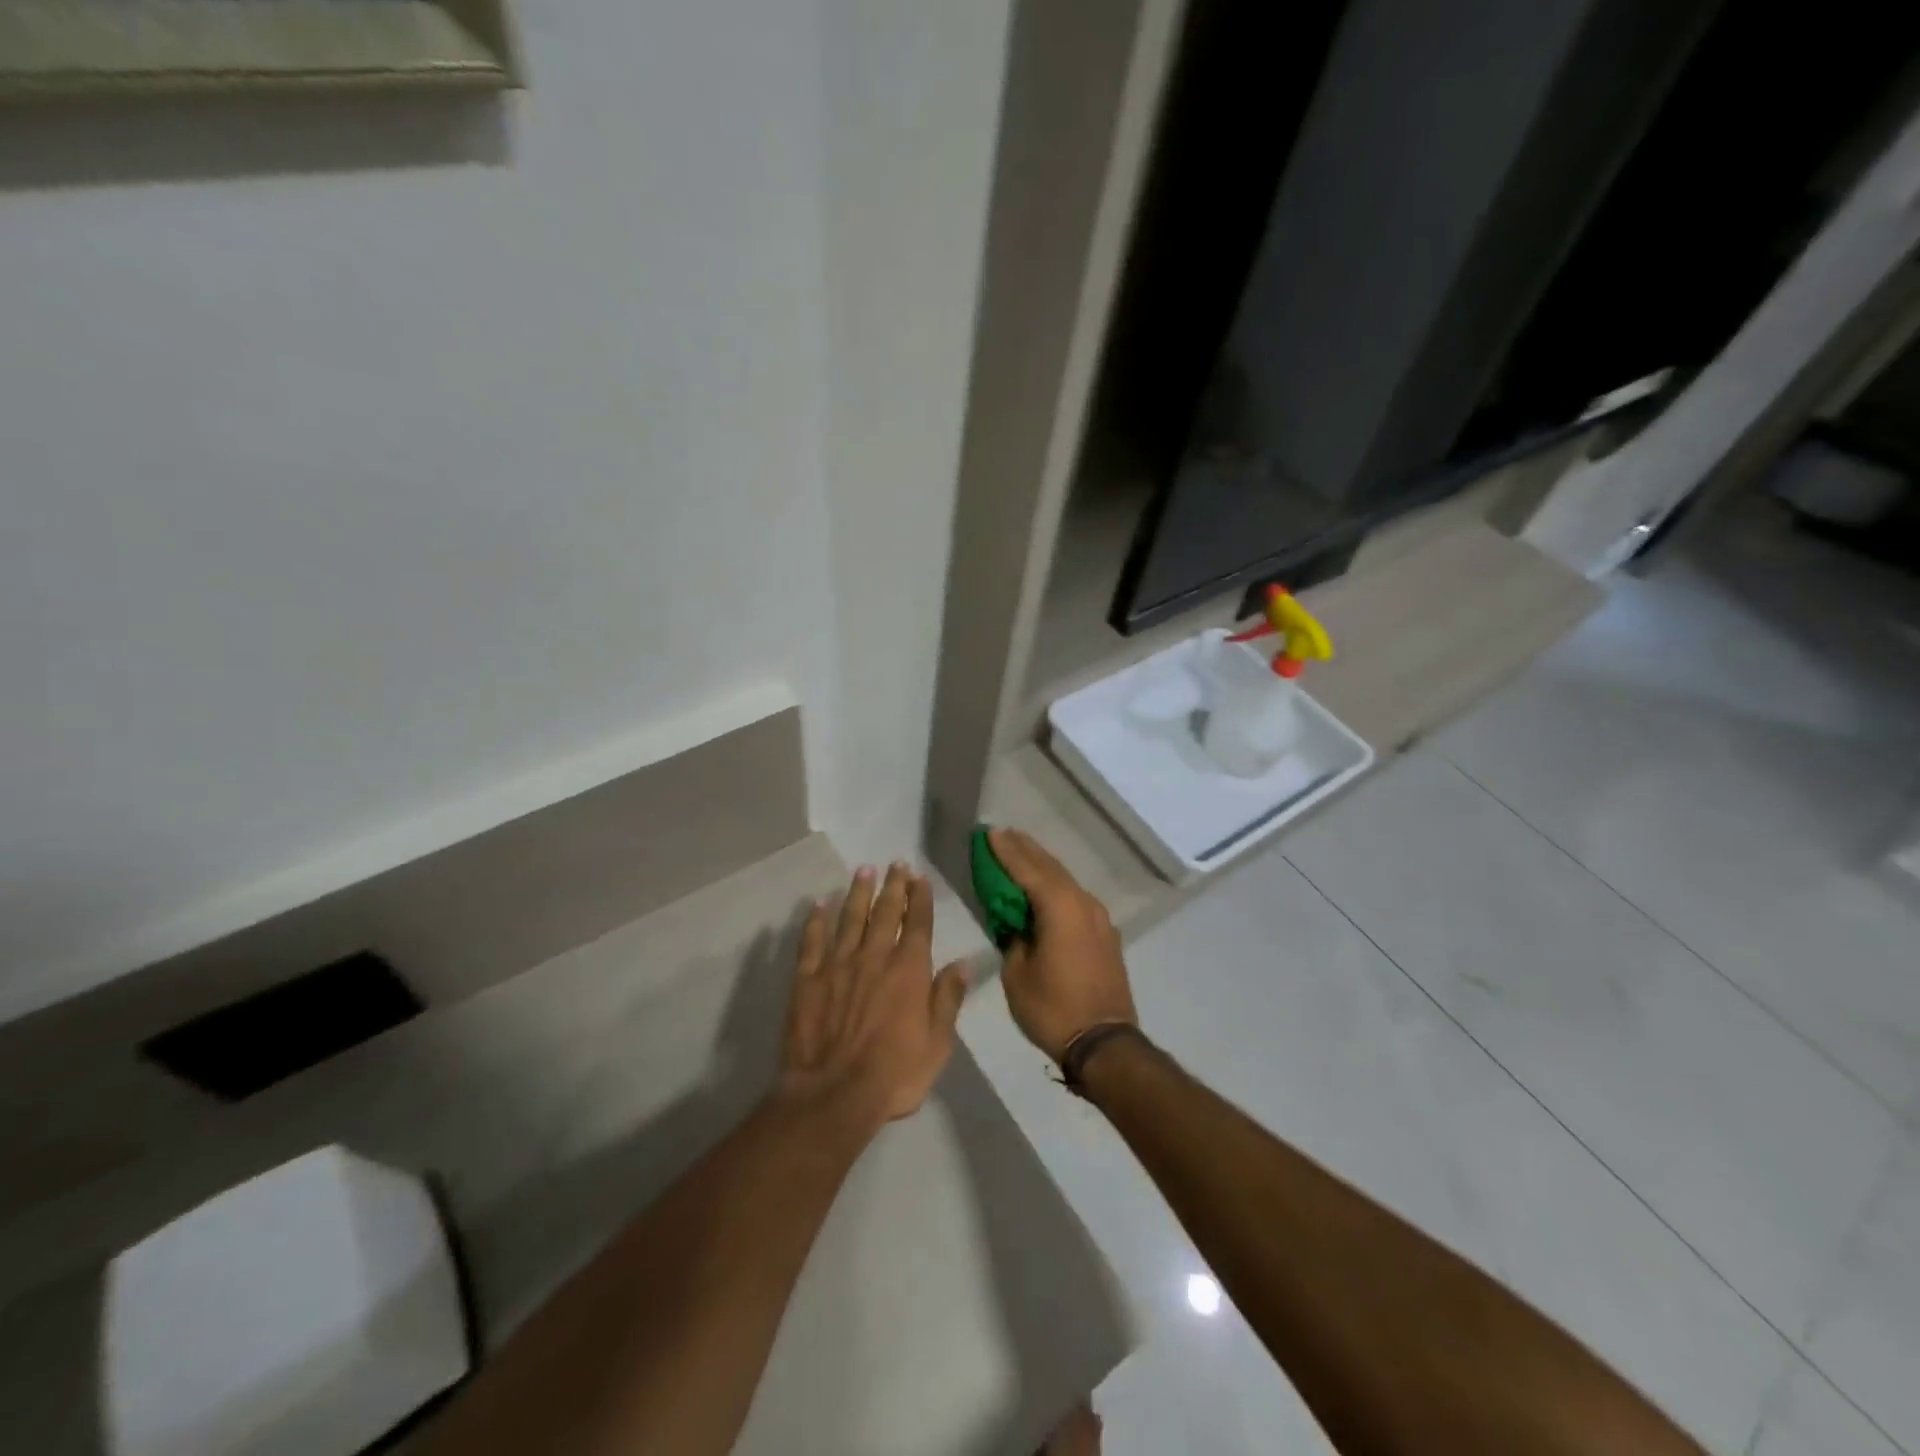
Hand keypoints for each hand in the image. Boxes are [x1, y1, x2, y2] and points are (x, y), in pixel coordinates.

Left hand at [779, 862, 969, 1134]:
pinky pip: (812, 941)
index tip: (919, 877)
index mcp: (908, 970)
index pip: (917, 924)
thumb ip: (947, 1000)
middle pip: (884, 913)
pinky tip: (818, 904)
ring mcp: (837, 965)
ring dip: (858, 893)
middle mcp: (874, 957)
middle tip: (896, 864)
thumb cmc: (894, 1074)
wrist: (833, 1095)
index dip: (919, 898)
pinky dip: (815, 921)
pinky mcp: (807, 979)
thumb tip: (961, 964)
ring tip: (864, 870)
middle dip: (893, 886)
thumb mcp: (937, 1044)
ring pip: (850, 918)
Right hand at [990, 829, 1137, 1064]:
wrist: (1104, 1044)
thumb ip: (1013, 939)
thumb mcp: (1017, 974)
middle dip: (1025, 850)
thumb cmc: (1053, 1009)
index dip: (1006, 851)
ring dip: (1042, 866)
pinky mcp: (1104, 934)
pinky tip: (1045, 889)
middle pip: (1050, 867)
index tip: (989, 833)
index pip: (1027, 870)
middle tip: (1003, 834)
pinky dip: (1056, 887)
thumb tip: (1017, 926)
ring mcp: (1099, 918)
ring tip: (1021, 852)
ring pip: (1065, 881)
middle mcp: (1083, 903)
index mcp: (1060, 908)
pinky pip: (1075, 899)